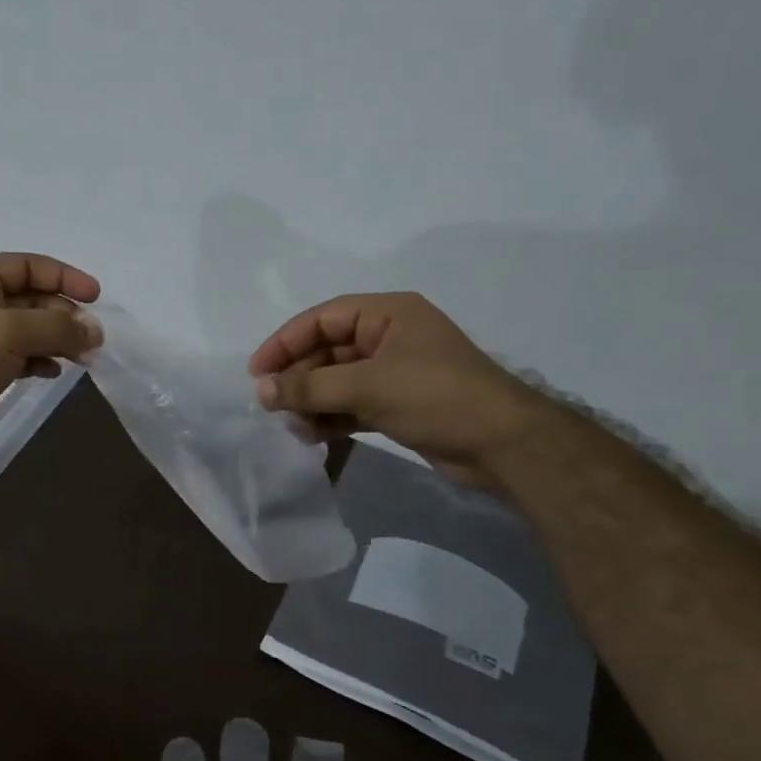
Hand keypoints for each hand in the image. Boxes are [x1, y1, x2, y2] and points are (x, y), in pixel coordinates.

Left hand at [0, 253, 101, 479]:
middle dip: (64, 313)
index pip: (25, 266)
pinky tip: (55, 373)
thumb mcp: (6, 333)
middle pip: (30, 298)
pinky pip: (22, 358)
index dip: (62, 276)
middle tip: (92, 337)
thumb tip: (95, 330)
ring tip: (83, 357)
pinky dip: (42, 362)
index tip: (95, 296)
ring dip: (58, 339)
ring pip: (29, 331)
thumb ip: (54, 326)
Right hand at [248, 292, 548, 485]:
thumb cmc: (435, 397)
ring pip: (337, 381)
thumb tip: (261, 391)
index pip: (322, 318)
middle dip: (298, 378)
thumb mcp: (367, 386)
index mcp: (388, 314)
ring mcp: (395, 372)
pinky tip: (313, 436)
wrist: (504, 445)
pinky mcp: (399, 404)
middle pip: (327, 350)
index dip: (285, 342)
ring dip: (312, 402)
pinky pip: (352, 404)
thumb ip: (310, 387)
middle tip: (272, 406)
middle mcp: (390, 336)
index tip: (256, 372)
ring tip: (294, 427)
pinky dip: (331, 417)